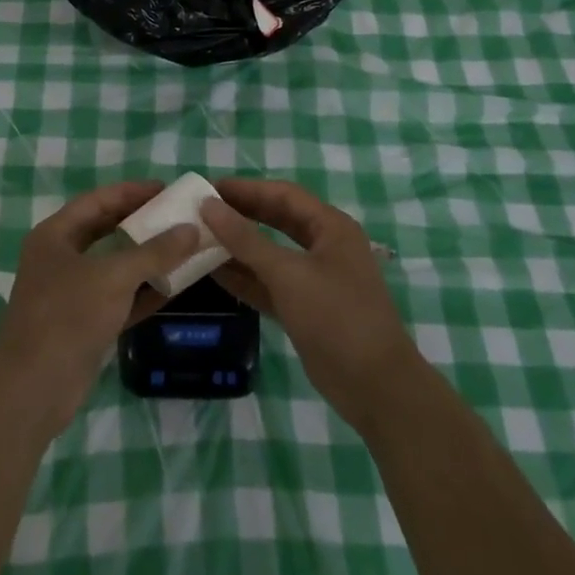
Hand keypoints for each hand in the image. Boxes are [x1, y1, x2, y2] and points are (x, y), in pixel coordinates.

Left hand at [0, 181, 200, 436]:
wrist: (34, 388)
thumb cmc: (68, 316)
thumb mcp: (114, 277)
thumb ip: (154, 252)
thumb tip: (191, 229)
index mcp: (54, 235)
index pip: (97, 201)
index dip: (130, 192)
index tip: (165, 189)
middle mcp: (59, 258)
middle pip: (104, 230)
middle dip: (139, 223)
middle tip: (175, 216)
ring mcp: (69, 292)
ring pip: (112, 265)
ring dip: (144, 258)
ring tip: (181, 248)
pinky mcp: (82, 323)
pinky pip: (117, 297)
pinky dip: (141, 292)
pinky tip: (172, 288)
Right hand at [205, 178, 422, 434]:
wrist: (375, 387)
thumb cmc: (336, 318)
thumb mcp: (288, 274)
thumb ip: (246, 240)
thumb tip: (208, 205)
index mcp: (331, 227)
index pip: (283, 194)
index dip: (246, 188)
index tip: (208, 188)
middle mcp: (324, 247)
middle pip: (276, 220)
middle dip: (240, 214)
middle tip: (201, 211)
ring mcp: (315, 279)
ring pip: (270, 253)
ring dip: (238, 247)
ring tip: (199, 238)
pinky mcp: (305, 308)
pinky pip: (268, 283)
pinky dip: (244, 278)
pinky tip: (213, 273)